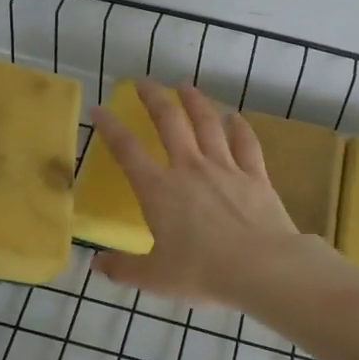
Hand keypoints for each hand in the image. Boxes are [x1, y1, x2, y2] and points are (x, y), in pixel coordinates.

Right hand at [89, 80, 309, 302]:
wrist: (262, 268)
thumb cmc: (203, 272)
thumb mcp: (155, 278)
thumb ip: (123, 268)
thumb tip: (96, 263)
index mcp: (159, 191)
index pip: (128, 152)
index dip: (110, 128)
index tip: (100, 110)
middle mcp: (190, 169)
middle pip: (169, 123)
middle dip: (153, 99)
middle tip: (144, 82)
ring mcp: (225, 168)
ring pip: (207, 124)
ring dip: (195, 102)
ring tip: (185, 86)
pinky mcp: (255, 175)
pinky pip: (246, 144)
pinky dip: (239, 128)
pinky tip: (235, 117)